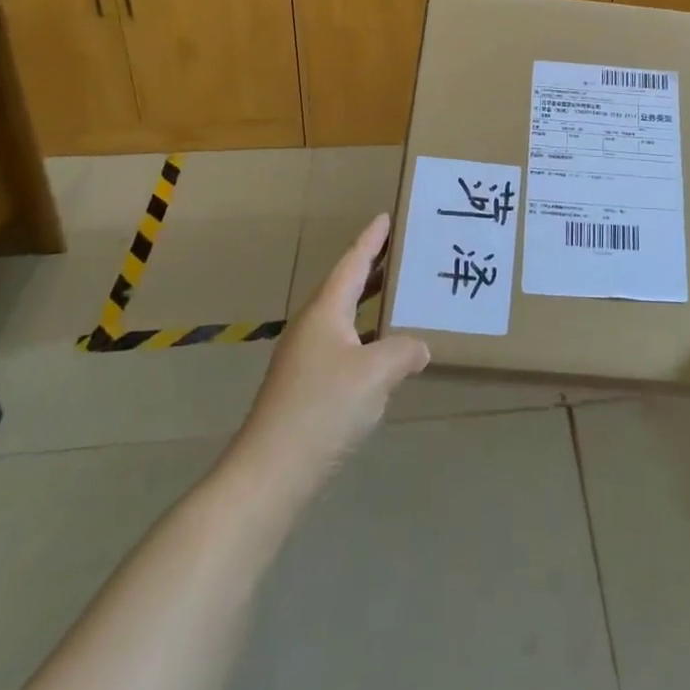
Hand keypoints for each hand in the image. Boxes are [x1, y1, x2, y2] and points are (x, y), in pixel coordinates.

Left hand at [237, 214, 429, 486]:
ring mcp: (306, 358)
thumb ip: (403, 351)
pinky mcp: (307, 386)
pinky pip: (345, 344)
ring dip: (371, 302)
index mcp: (326, 311)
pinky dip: (368, 334)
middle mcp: (313, 326)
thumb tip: (419, 347)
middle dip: (374, 267)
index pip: (353, 263)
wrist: (270, 473)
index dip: (372, 240)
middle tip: (404, 251)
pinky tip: (385, 351)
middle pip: (347, 286)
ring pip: (345, 317)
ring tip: (401, 294)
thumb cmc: (323, 409)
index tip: (387, 217)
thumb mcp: (376, 373)